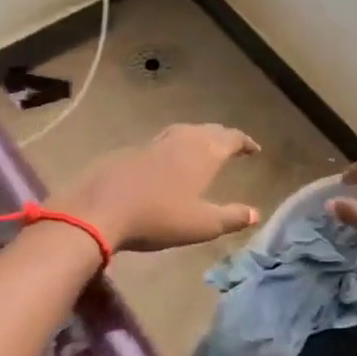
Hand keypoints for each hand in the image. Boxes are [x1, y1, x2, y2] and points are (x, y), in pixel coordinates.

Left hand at [49, 123, 260, 252]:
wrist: (100, 210)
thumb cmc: (159, 218)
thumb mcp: (202, 225)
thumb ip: (232, 217)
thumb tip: (257, 213)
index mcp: (203, 153)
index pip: (230, 138)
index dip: (244, 142)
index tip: (254, 149)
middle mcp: (180, 141)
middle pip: (207, 130)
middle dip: (223, 136)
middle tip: (231, 146)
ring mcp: (152, 144)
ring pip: (182, 132)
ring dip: (197, 137)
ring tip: (202, 148)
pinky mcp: (129, 152)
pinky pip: (161, 142)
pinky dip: (173, 147)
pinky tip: (167, 162)